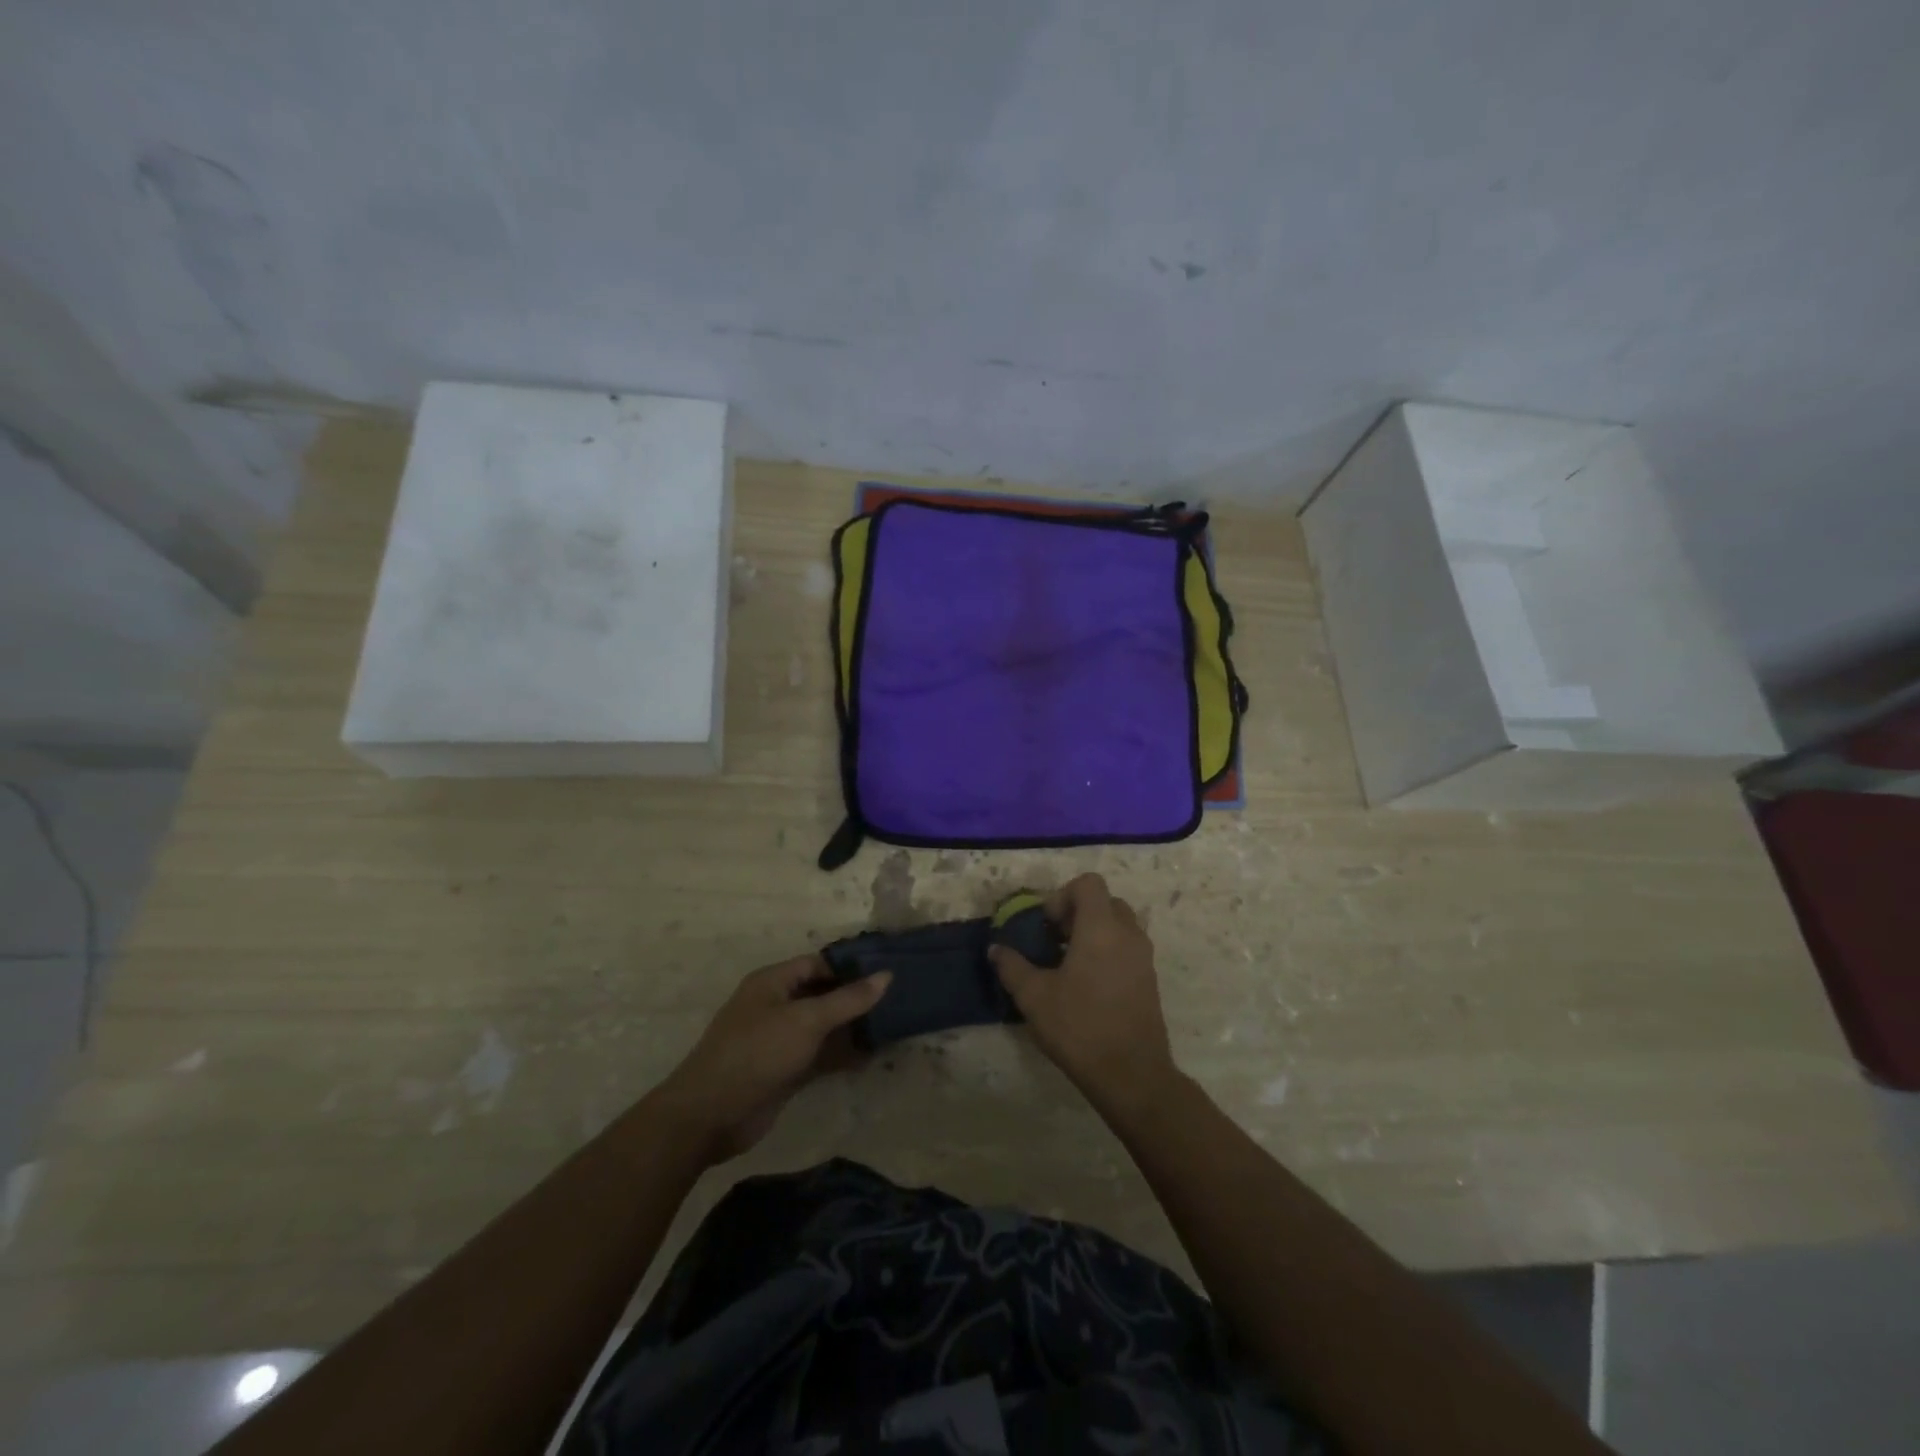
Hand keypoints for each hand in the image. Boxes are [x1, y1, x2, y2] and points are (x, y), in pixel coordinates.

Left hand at [654, 956, 890, 1164]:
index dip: (850, 967)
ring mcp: (779, 1040)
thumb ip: (848, 999)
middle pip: (821, 994)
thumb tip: (886, 975)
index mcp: (772, 982)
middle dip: (855, 998)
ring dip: (851, 1028)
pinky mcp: (783, 1071)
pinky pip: (819, 1055)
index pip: (818, 964)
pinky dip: (842, 1055)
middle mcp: (775, 1005)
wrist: (710, 1115)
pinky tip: (872, 1056)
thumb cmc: (757, 1052)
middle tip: (896, 999)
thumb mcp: (806, 1020)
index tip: (886, 972)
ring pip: (823, 1027)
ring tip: (892, 1026)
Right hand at [989, 873, 1177, 1111]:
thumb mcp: (1034, 997)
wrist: (1132, 1074)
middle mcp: (1128, 934)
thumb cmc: (1079, 1027)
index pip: (1088, 883)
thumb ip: (1012, 966)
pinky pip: (1128, 948)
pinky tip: (1087, 985)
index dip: (1063, 895)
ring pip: (1119, 925)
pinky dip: (1108, 952)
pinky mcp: (1150, 979)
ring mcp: (1144, 957)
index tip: (1046, 925)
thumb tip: (996, 949)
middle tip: (1055, 941)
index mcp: (1101, 928)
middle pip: (1105, 901)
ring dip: (1094, 933)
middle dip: (1078, 913)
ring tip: (1069, 964)